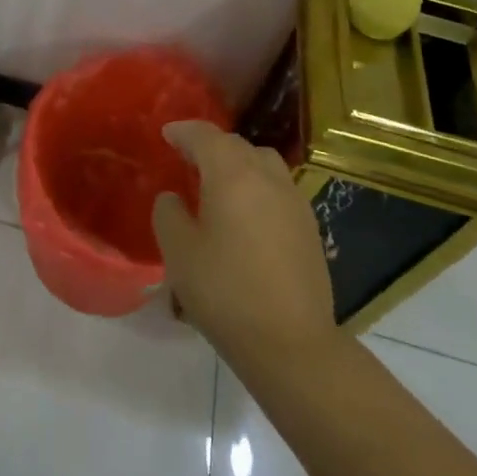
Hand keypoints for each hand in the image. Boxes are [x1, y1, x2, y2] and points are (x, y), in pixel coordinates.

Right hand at [151, 121, 338, 375]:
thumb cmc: (226, 292)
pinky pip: (278, 188)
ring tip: (220, 184)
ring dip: (239, 163)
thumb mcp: (179, 253)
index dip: (183, 131)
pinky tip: (247, 215)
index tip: (167, 134)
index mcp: (232, 173)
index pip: (205, 135)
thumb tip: (174, 199)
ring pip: (263, 162)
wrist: (292, 344)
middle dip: (210, 146)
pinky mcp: (309, 226)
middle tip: (188, 160)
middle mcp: (266, 175)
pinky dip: (258, 187)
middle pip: (236, 144)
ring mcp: (293, 199)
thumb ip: (168, 214)